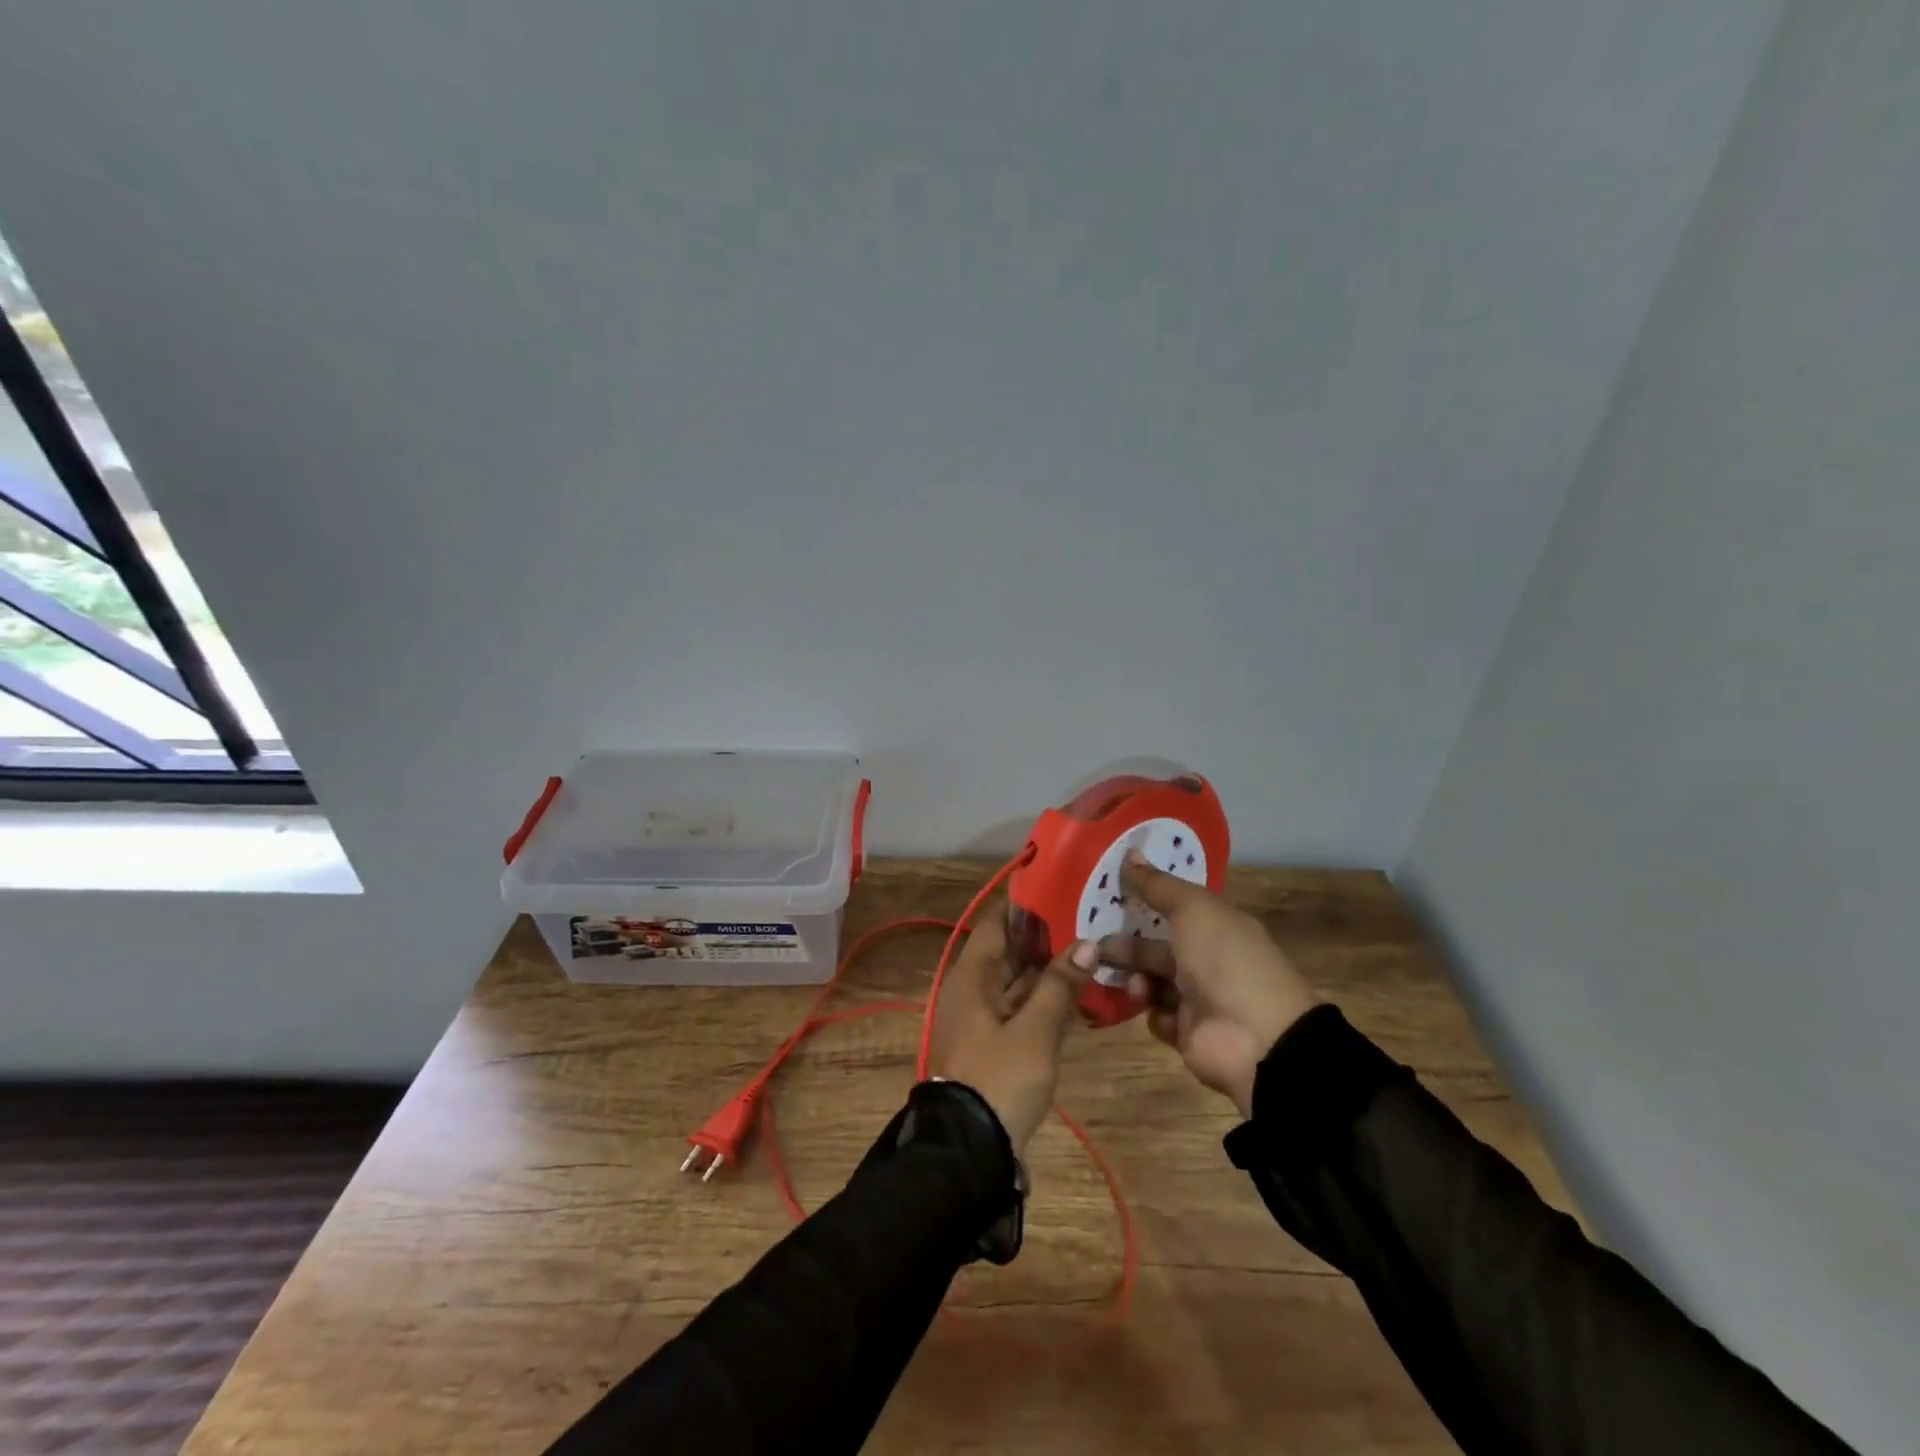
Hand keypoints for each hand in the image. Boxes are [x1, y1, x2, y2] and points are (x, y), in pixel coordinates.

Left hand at [930, 905, 1096, 1155]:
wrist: (969, 1149)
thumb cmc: (999, 1078)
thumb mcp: (1034, 1030)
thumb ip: (1060, 985)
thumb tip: (1087, 943)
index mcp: (972, 976)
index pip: (998, 923)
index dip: (1025, 903)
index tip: (1059, 884)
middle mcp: (972, 989)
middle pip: (1009, 950)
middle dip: (1045, 935)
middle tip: (1088, 914)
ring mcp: (982, 1017)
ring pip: (1017, 980)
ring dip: (1048, 968)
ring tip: (1091, 945)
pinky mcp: (994, 1043)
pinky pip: (1020, 1007)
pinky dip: (1044, 998)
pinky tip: (1078, 993)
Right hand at [1098, 851, 1314, 1117]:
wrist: (1256, 1039)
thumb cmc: (1226, 961)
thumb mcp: (1192, 910)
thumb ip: (1158, 885)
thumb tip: (1128, 852)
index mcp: (1216, 925)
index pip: (1174, 906)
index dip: (1144, 899)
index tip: (1107, 896)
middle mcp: (1207, 958)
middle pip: (1156, 946)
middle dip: (1125, 945)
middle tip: (1093, 945)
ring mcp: (1199, 998)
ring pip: (1152, 980)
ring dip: (1136, 978)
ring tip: (1130, 982)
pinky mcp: (1189, 1032)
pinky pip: (1158, 1016)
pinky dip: (1153, 1011)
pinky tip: (1155, 1008)